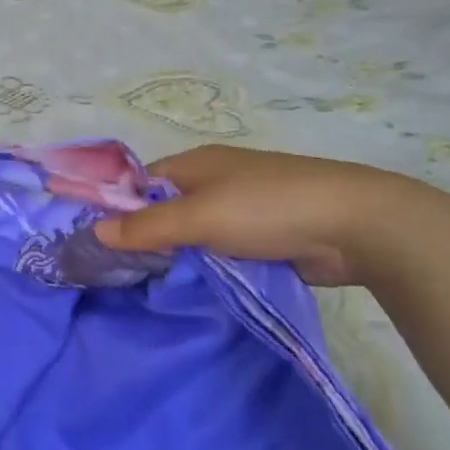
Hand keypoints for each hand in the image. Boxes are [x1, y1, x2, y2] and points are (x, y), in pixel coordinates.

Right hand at [93, 145, 433, 286]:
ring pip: (193, 232)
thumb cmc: (268, 208)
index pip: (141, 182)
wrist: (354, 225)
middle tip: (119, 272)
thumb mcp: (199, 216)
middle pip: (165, 208)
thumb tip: (95, 230)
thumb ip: (147, 226)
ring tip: (149, 285)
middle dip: (145, 236)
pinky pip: (220, 249)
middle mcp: (215, 180)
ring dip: (177, 254)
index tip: (97, 243)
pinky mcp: (263, 235)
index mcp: (196, 163)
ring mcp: (241, 208)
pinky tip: (191, 286)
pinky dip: (206, 264)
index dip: (117, 207)